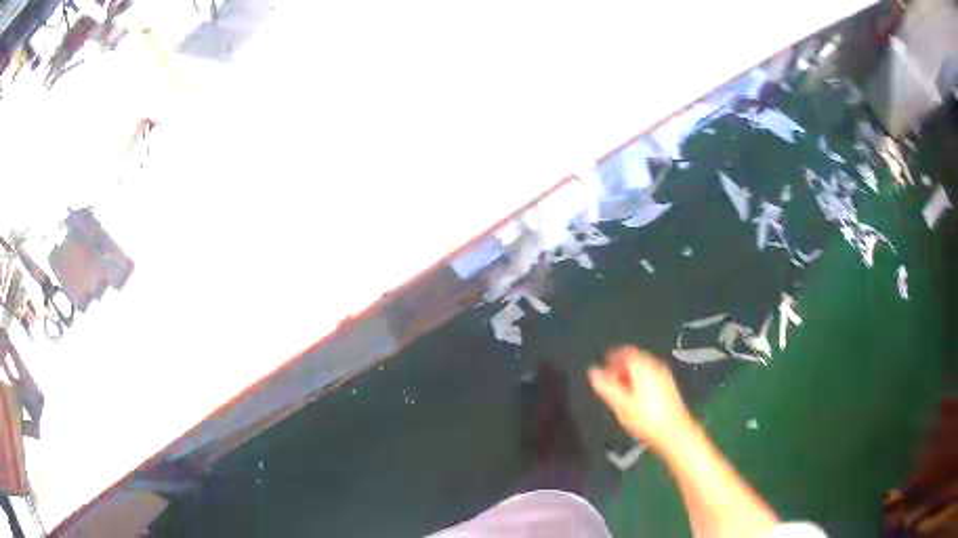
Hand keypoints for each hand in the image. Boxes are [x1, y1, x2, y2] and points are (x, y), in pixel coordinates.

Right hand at [589, 346, 691, 450]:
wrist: (674, 432)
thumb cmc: (646, 419)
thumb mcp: (620, 404)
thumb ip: (605, 386)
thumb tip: (592, 371)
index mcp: (642, 366)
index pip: (624, 352)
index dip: (611, 357)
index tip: (601, 367)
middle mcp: (655, 366)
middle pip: (635, 358)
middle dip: (620, 366)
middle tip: (608, 380)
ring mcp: (664, 376)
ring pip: (643, 368)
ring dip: (630, 375)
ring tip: (619, 390)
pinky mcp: (669, 387)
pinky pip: (651, 376)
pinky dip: (640, 381)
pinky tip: (635, 396)